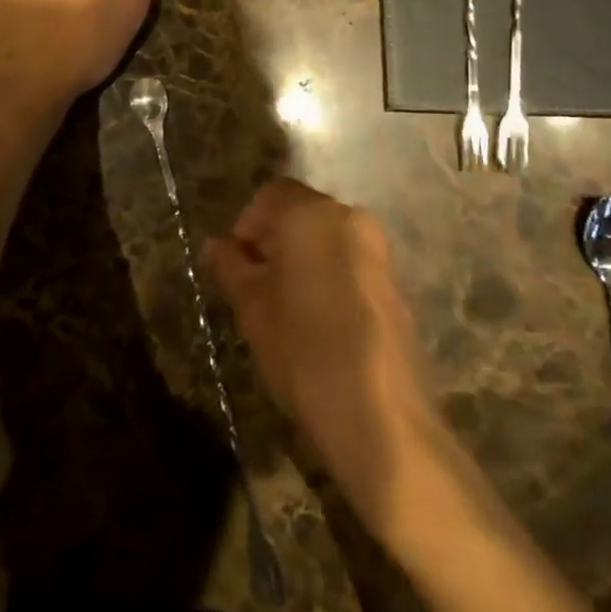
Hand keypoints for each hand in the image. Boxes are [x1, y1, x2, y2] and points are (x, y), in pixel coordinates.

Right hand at [203, 179, 446, 543]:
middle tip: (255, 284)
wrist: (380, 417)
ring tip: (284, 304)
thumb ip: (231, 267)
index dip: (247, 223)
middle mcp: (350, 218)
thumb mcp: (253, 308)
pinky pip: (351, 261)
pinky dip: (329, 274)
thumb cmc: (303, 350)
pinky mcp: (395, 283)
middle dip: (274, 240)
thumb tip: (215, 245)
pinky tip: (318, 319)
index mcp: (312, 214)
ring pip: (328, 237)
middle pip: (301, 213)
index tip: (236, 262)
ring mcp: (379, 250)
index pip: (272, 194)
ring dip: (302, 257)